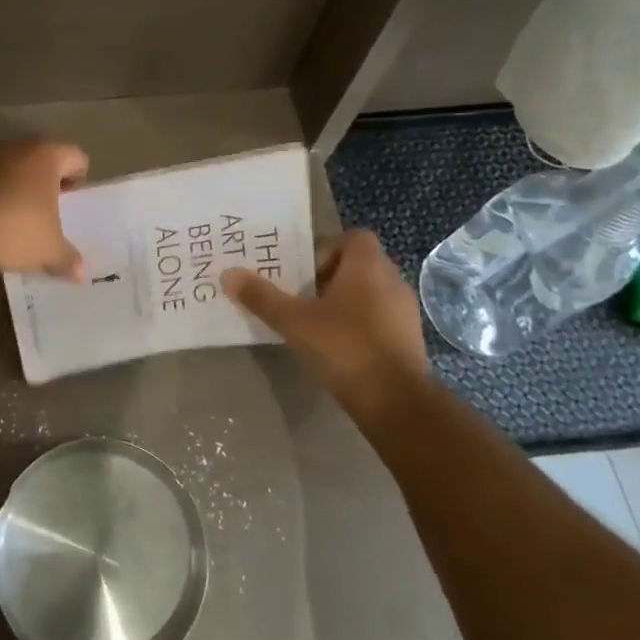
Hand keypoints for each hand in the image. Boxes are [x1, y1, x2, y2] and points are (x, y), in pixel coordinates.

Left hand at [0, 140, 88, 277]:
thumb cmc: (15, 228)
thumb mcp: (48, 249)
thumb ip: (68, 258)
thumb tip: (82, 274)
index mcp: (47, 156)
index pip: (76, 157)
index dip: (79, 179)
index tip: (73, 204)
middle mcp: (17, 147)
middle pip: (42, 159)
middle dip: (47, 183)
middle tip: (49, 212)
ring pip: (12, 167)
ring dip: (18, 187)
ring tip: (18, 218)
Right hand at [223, 231, 427, 420]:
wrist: (396, 402)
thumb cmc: (344, 348)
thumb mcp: (294, 321)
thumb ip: (262, 297)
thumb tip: (228, 274)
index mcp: (368, 266)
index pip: (354, 237)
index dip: (327, 249)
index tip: (305, 273)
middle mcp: (392, 281)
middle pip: (359, 265)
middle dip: (330, 278)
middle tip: (302, 298)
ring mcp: (405, 312)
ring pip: (371, 293)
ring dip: (345, 303)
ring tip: (316, 324)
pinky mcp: (410, 340)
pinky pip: (381, 319)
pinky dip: (361, 325)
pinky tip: (339, 349)